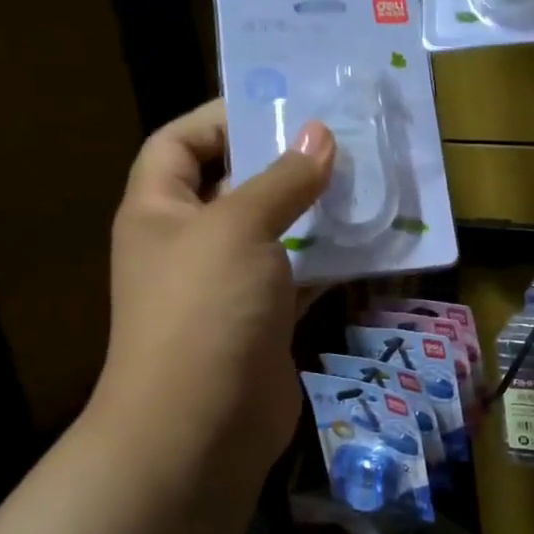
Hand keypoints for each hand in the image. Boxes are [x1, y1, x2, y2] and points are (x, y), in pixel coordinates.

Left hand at [88, 100, 335, 484]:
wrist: (200, 427)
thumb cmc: (205, 310)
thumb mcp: (240, 228)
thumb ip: (283, 179)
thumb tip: (320, 134)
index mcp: (160, 210)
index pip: (177, 142)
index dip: (220, 117)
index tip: (280, 106)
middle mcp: (190, 242)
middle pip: (235, 184)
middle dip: (283, 161)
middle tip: (341, 139)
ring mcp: (229, 284)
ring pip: (276, 231)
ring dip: (316, 210)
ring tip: (366, 182)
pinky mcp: (264, 318)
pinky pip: (301, 274)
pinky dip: (331, 258)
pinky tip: (373, 241)